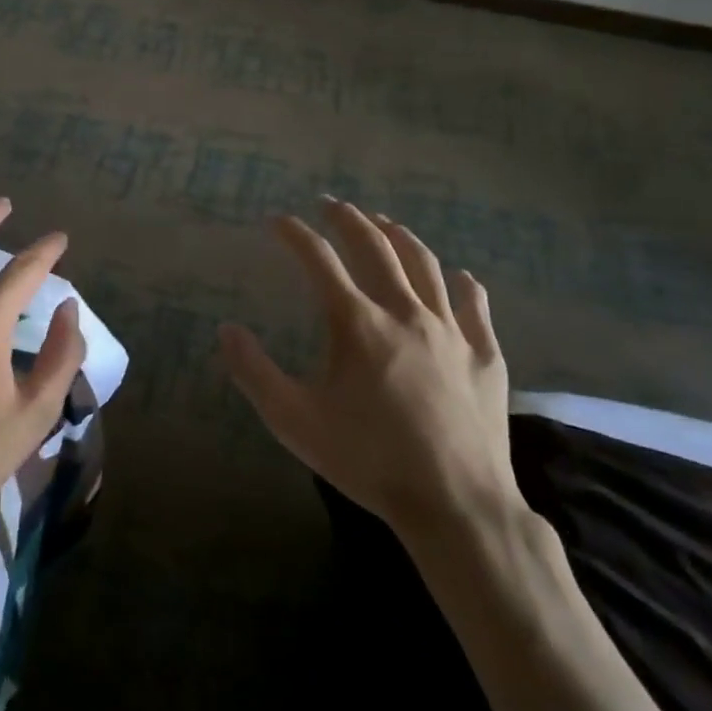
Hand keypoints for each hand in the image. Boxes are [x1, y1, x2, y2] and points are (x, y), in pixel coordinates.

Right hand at [218, 199, 522, 554]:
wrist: (456, 506)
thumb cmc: (367, 460)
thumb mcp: (293, 420)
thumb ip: (253, 371)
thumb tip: (226, 329)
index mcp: (358, 322)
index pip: (319, 260)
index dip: (295, 234)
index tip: (277, 220)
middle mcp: (405, 312)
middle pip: (376, 247)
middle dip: (349, 219)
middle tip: (332, 205)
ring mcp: (451, 331)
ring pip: (426, 266)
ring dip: (401, 237)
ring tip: (385, 223)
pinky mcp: (485, 357)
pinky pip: (475, 307)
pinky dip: (463, 286)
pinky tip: (460, 278)